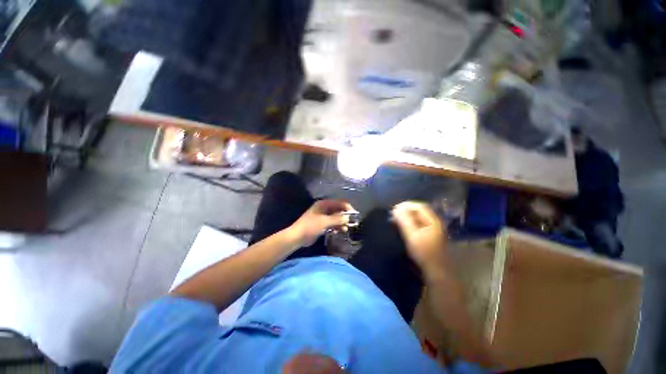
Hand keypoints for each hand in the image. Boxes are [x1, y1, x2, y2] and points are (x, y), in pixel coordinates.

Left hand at [289, 200, 352, 247]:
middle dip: (345, 216)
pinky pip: (332, 223)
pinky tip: (339, 231)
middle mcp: (324, 208)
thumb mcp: (325, 222)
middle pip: (338, 210)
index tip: (354, 215)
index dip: (347, 208)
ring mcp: (323, 216)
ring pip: (336, 218)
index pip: (339, 203)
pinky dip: (336, 227)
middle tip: (351, 223)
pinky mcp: (322, 224)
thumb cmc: (310, 226)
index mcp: (324, 204)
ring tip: (345, 229)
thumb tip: (348, 218)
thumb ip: (337, 219)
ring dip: (341, 223)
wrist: (297, 237)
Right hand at [392, 201, 447, 270]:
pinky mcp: (428, 237)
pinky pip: (417, 225)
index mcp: (433, 221)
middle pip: (418, 211)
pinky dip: (408, 223)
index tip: (394, 209)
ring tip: (395, 221)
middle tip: (393, 215)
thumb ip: (404, 221)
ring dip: (406, 217)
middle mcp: (434, 223)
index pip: (419, 206)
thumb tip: (396, 209)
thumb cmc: (424, 253)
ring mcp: (432, 230)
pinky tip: (401, 228)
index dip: (406, 205)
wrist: (436, 272)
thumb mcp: (412, 236)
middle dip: (405, 211)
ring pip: (417, 218)